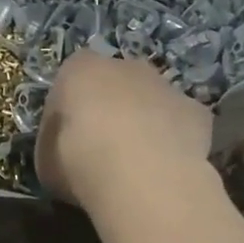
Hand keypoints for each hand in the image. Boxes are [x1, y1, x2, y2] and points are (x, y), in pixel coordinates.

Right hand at [35, 52, 213, 207]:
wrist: (141, 176)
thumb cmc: (80, 161)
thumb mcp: (46, 159)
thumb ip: (56, 143)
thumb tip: (64, 147)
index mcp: (80, 69)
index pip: (69, 80)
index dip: (68, 111)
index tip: (66, 139)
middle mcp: (126, 66)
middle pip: (116, 84)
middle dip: (111, 109)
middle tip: (104, 149)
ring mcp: (166, 86)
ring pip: (152, 101)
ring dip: (145, 123)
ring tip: (138, 163)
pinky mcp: (197, 111)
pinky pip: (181, 124)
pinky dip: (176, 140)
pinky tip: (167, 168)